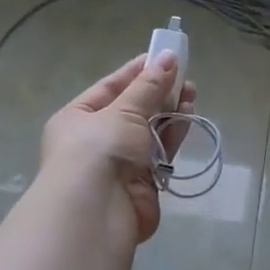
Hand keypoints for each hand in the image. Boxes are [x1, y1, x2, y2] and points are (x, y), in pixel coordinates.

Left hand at [40, 51, 196, 243]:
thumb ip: (149, 86)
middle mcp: (96, 140)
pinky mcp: (142, 183)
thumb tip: (169, 57)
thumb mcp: (123, 111)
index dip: (136, 72)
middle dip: (158, 93)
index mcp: (77, 118)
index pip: (109, 88)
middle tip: (185, 76)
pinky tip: (189, 117)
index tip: (164, 57)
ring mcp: (120, 163)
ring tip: (192, 93)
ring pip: (149, 131)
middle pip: (132, 110)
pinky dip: (173, 135)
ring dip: (170, 112)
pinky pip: (160, 152)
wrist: (98, 212)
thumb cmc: (99, 150)